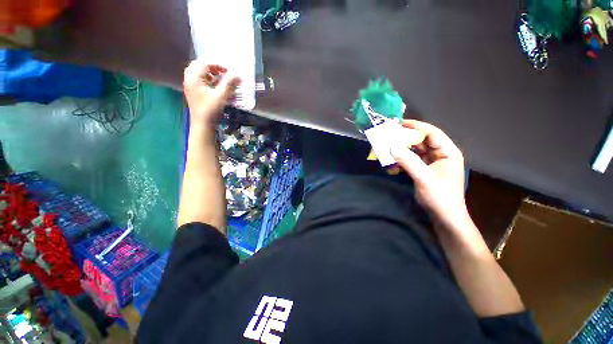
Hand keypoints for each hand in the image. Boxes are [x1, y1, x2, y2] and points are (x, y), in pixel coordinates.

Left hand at [183, 60, 240, 127]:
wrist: (202, 123)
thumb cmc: (211, 109)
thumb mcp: (221, 95)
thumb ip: (229, 84)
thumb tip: (238, 75)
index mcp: (194, 78)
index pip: (204, 64)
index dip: (216, 65)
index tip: (227, 71)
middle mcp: (189, 79)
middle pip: (197, 66)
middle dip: (210, 67)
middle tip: (220, 72)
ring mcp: (189, 86)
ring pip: (196, 73)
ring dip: (207, 73)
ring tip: (217, 79)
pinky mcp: (191, 93)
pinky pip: (196, 80)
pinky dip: (204, 79)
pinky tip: (213, 86)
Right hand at [391, 120, 468, 229]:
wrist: (444, 217)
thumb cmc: (440, 197)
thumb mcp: (424, 178)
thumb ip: (408, 161)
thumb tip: (392, 147)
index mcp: (447, 152)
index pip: (432, 133)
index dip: (416, 127)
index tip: (399, 124)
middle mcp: (440, 154)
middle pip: (421, 141)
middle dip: (405, 139)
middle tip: (389, 137)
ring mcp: (431, 162)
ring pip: (414, 151)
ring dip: (401, 152)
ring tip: (387, 152)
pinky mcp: (424, 170)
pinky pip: (411, 161)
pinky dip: (401, 162)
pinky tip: (392, 168)